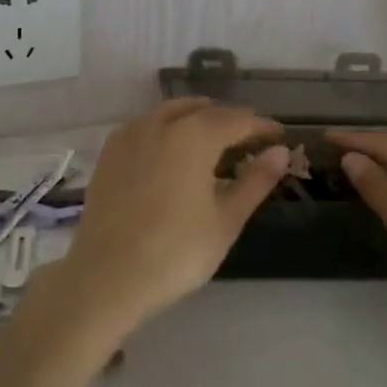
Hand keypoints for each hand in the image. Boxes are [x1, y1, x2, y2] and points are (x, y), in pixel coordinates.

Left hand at [43, 100, 286, 344]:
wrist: (106, 276)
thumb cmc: (176, 252)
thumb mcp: (226, 220)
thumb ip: (255, 181)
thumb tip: (280, 152)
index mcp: (194, 135)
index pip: (237, 120)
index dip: (261, 126)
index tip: (279, 136)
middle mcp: (160, 123)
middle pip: (203, 110)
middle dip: (229, 120)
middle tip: (249, 139)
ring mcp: (130, 135)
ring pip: (170, 112)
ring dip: (196, 118)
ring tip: (214, 141)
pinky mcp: (109, 152)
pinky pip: (145, 126)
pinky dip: (166, 128)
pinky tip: (172, 150)